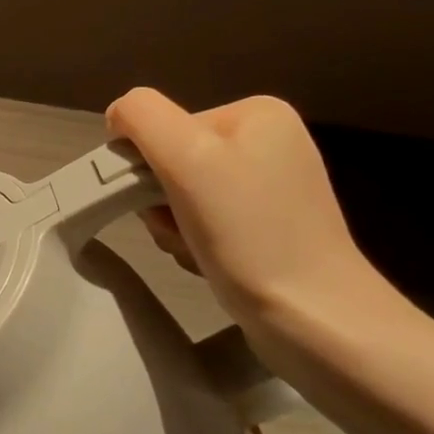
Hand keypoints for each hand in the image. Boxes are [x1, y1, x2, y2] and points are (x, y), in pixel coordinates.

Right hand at [105, 88, 373, 324]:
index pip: (162, 126)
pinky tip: (209, 262)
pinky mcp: (269, 228)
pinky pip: (204, 222)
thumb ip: (141, 116)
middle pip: (171, 160)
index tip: (161, 201)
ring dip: (173, 226)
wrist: (315, 320)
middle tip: (178, 231)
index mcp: (256, 113)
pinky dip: (194, 243)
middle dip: (160, 201)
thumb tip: (118, 117)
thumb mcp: (185, 155)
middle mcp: (269, 142)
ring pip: (181, 195)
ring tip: (196, 250)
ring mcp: (271, 188)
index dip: (147, 164)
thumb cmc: (249, 232)